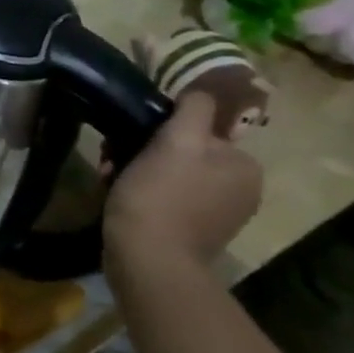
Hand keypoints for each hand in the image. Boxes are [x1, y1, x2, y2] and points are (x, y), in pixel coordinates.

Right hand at [104, 92, 260, 278]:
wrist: (148, 260)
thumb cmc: (161, 195)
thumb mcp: (177, 142)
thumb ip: (193, 110)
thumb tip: (201, 92)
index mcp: (244, 167)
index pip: (200, 130)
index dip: (160, 130)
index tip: (128, 137)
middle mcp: (240, 190)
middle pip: (183, 153)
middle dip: (143, 151)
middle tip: (112, 158)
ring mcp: (216, 215)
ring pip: (169, 174)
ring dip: (136, 170)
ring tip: (109, 178)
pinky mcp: (192, 233)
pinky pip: (165, 198)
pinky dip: (141, 193)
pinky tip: (117, 196)